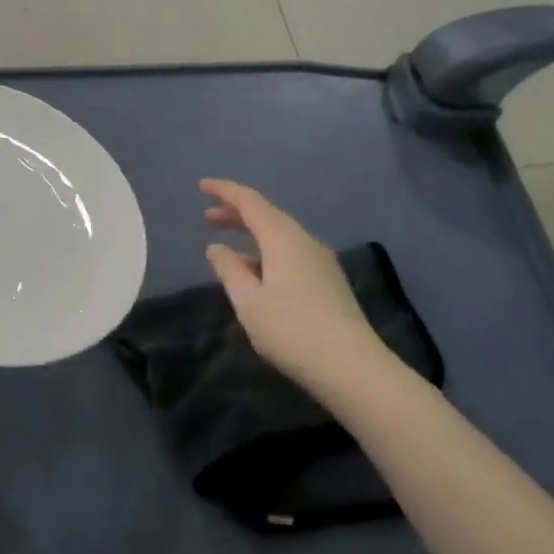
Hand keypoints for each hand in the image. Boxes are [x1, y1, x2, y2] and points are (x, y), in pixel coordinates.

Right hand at [201, 178, 384, 396]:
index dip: (224, 191)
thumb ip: (230, 270)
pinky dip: (266, 250)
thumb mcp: (249, 302)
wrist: (353, 367)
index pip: (249, 201)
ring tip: (227, 244)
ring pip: (280, 234)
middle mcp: (304, 240)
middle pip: (266, 214)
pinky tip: (256, 271)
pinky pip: (290, 251)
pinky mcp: (328, 280)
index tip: (201, 186)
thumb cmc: (292, 331)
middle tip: (207, 216)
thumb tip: (217, 247)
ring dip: (251, 233)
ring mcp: (320, 260)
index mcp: (282, 238)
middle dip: (236, 212)